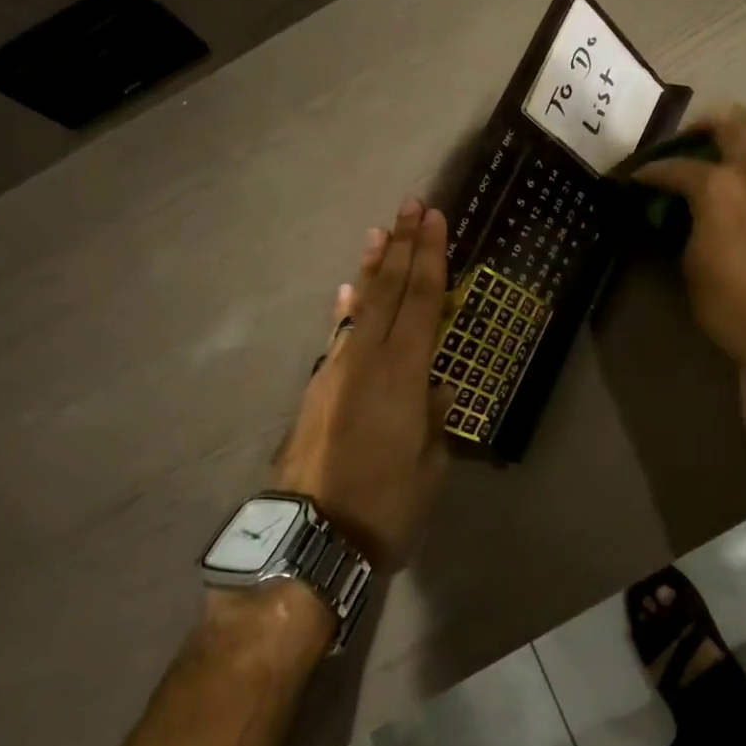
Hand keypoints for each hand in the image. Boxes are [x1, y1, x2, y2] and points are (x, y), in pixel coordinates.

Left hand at [271, 198, 451, 569]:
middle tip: (411, 205)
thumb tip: (434, 389)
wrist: (310, 539)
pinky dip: (347, 308)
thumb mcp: (431, 465)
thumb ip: (434, 418)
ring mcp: (337, 370)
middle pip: (389, 289)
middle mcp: (368, 359)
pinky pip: (339, 334)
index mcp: (404, 373)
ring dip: (372, 266)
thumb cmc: (385, 506)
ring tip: (379, 231)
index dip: (431, 256)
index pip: (423, 299)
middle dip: (402, 244)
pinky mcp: (318, 388)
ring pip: (361, 305)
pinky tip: (348, 291)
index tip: (435, 218)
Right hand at [634, 105, 745, 387]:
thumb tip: (689, 214)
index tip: (641, 177)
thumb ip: (688, 226)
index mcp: (715, 188)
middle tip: (698, 139)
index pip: (674, 167)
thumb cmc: (732, 306)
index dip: (652, 172)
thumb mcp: (690, 266)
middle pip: (730, 121)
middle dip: (706, 125)